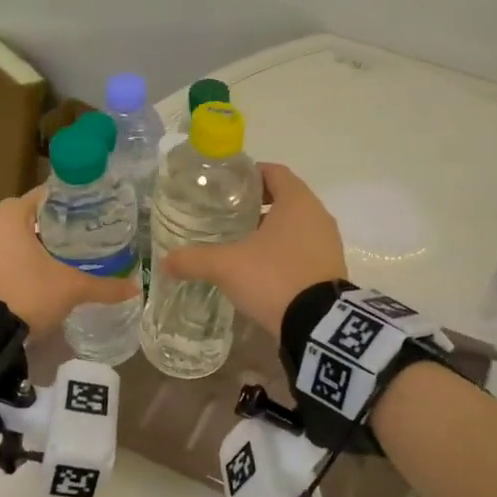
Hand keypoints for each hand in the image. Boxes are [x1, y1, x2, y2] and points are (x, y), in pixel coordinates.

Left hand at [0, 186, 137, 337]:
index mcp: (10, 214)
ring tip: (70, 256)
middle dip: (58, 226)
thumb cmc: (27, 294)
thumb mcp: (70, 288)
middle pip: (32, 216)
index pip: (48, 195)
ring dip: (39, 245)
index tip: (95, 212)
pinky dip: (22, 261)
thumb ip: (104, 286)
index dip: (73, 203)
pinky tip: (43, 275)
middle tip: (88, 236)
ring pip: (16, 238)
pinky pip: (3, 256)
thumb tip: (135, 288)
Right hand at [161, 163, 345, 336]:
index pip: (274, 172)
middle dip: (257, 205)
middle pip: (285, 198)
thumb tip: (165, 262)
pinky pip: (304, 248)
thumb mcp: (226, 267)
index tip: (227, 185)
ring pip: (295, 225)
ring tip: (241, 243)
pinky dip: (284, 251)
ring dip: (271, 230)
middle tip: (227, 215)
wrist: (318, 325)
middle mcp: (317, 215)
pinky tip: (261, 268)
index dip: (251, 174)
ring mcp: (328, 242)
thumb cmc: (273, 277)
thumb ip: (194, 260)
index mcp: (297, 201)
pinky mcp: (331, 268)